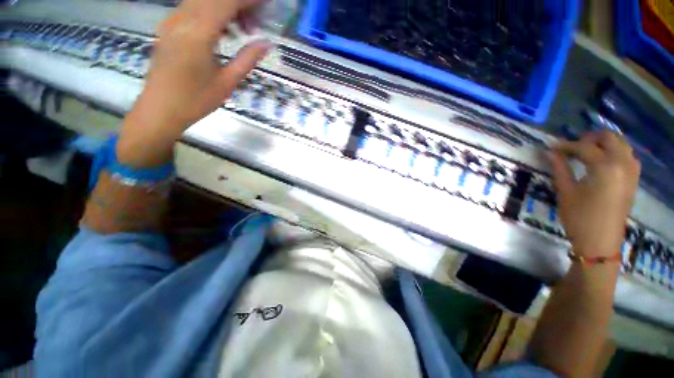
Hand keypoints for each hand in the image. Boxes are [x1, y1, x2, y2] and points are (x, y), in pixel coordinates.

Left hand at [117, 0, 272, 166]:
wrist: (160, 109)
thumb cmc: (196, 100)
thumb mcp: (227, 82)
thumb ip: (247, 59)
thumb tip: (267, 43)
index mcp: (198, 33)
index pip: (226, 2)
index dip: (249, 0)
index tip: (266, 4)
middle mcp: (181, 19)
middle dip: (240, 4)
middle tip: (256, 22)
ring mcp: (172, 21)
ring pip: (203, 0)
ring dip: (226, 8)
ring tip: (244, 30)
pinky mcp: (169, 27)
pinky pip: (193, 9)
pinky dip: (213, 13)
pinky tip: (225, 32)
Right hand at [547, 131, 640, 258]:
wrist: (600, 242)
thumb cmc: (579, 218)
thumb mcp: (565, 192)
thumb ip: (559, 168)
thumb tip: (549, 151)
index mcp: (605, 167)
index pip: (584, 146)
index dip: (566, 145)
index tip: (551, 146)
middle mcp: (623, 164)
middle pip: (609, 138)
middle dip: (589, 138)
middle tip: (571, 147)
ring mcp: (632, 171)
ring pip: (621, 144)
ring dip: (603, 143)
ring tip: (586, 152)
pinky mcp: (634, 179)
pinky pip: (627, 155)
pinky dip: (614, 152)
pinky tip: (602, 161)